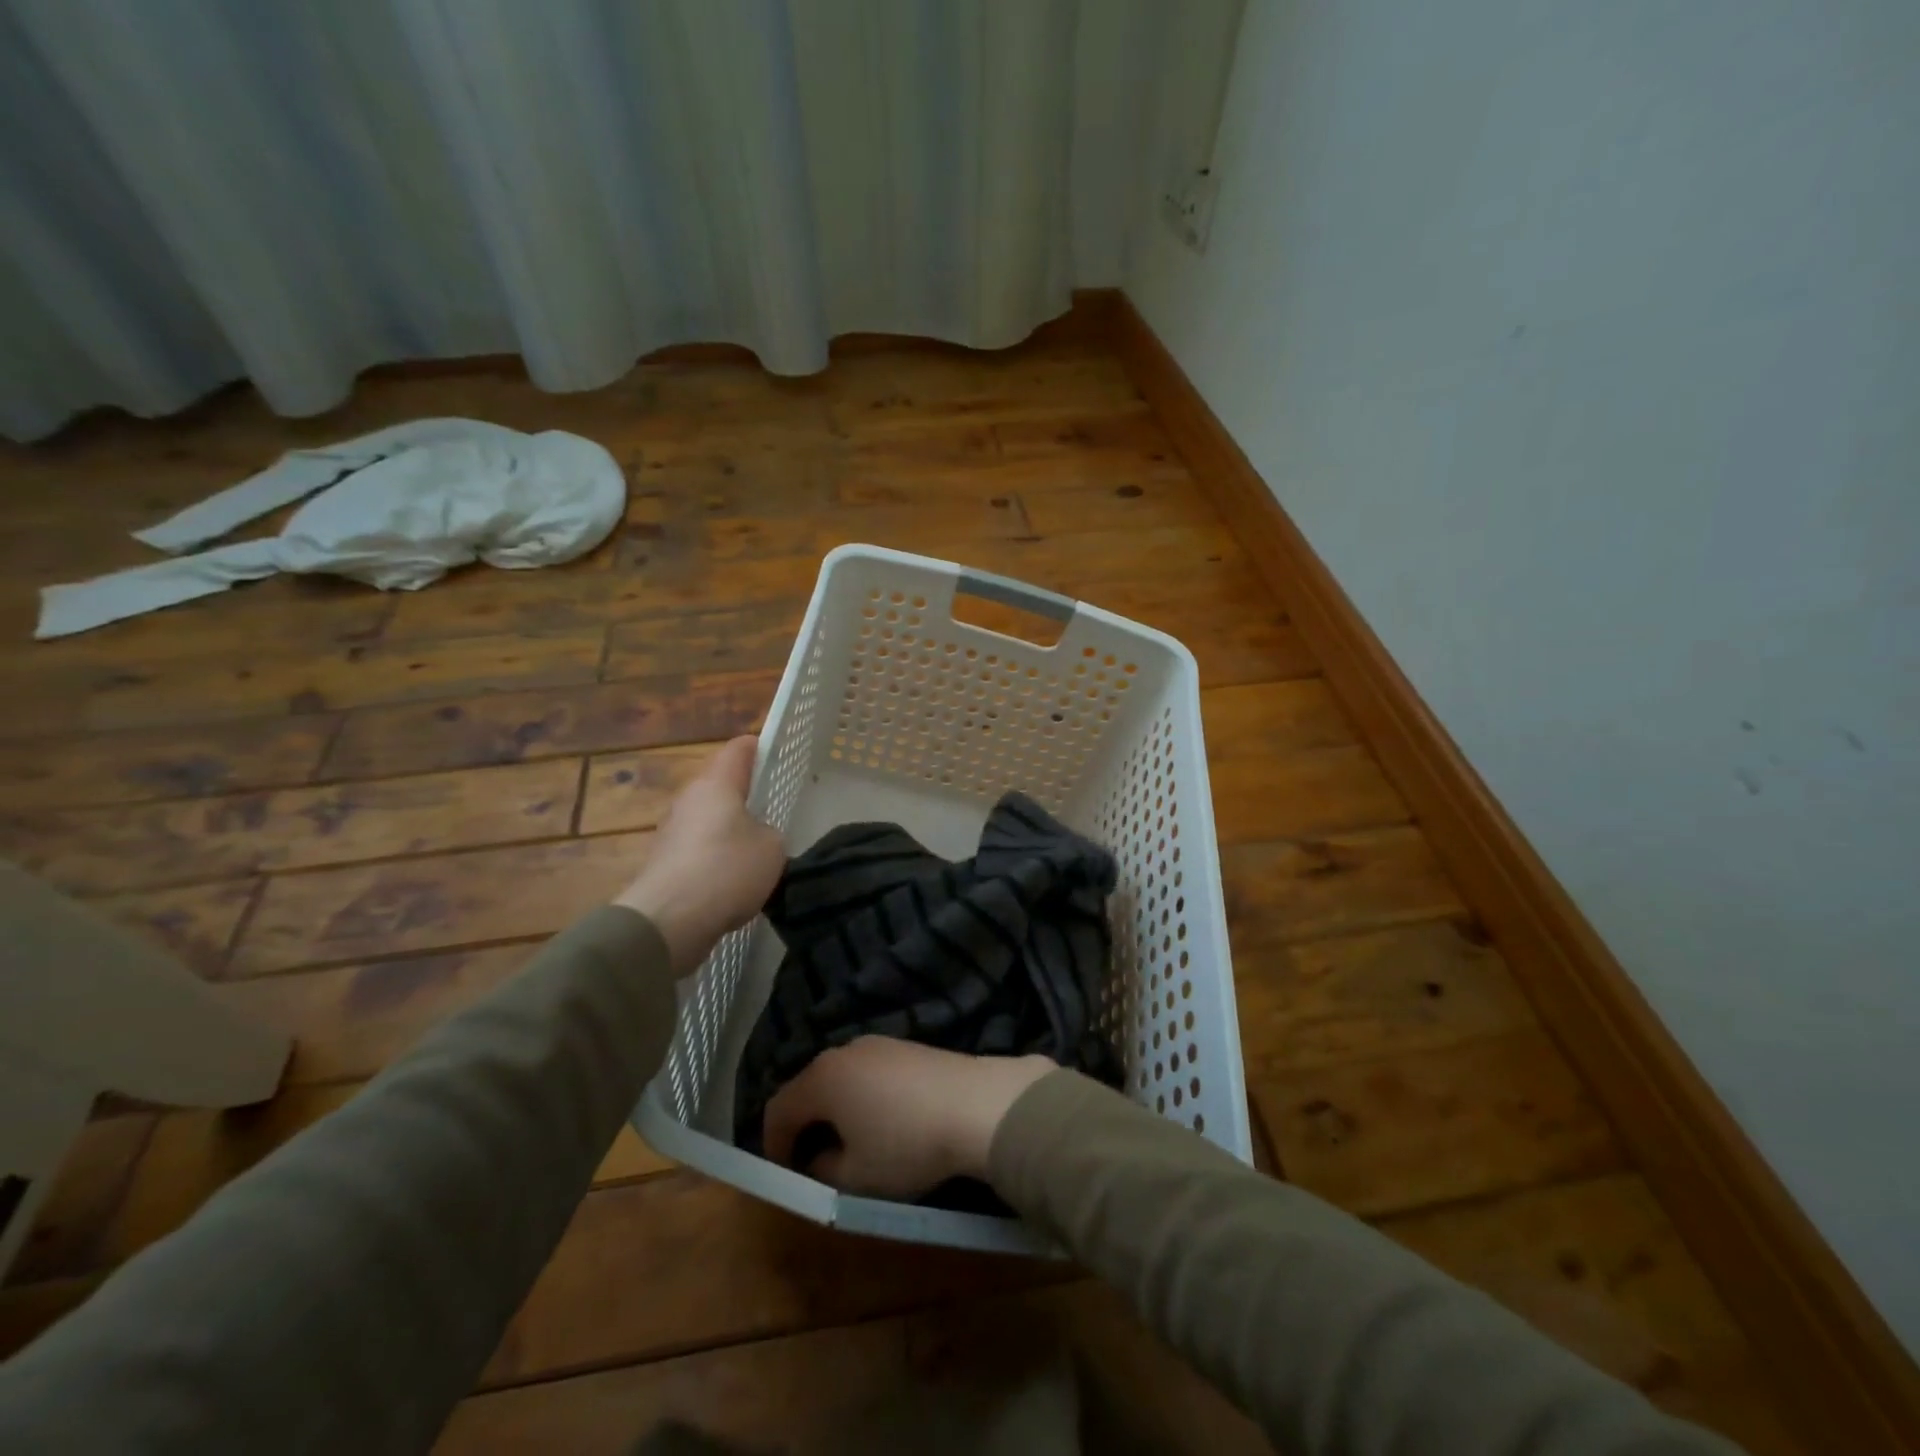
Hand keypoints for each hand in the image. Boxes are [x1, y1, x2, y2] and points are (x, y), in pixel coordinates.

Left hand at [615, 736, 784, 974]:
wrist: (668, 920)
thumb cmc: (727, 870)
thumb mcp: (772, 848)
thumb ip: (770, 833)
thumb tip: (756, 837)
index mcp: (716, 784)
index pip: (738, 749)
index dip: (760, 748)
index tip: (779, 757)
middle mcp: (689, 799)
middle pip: (720, 785)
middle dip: (745, 795)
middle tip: (773, 810)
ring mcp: (672, 831)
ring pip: (708, 819)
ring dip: (729, 830)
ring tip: (757, 852)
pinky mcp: (664, 862)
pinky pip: (698, 850)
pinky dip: (715, 859)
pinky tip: (733, 883)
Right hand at [763, 1037, 1053, 1198]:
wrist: (976, 1104)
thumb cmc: (906, 1144)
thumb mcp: (855, 1176)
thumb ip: (822, 1170)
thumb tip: (818, 1158)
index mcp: (822, 1079)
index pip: (778, 1108)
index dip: (773, 1144)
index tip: (783, 1172)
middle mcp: (844, 1051)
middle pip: (809, 1086)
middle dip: (804, 1123)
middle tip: (811, 1160)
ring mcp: (878, 1044)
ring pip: (841, 1077)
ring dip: (835, 1108)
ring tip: (849, 1142)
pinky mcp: (907, 1046)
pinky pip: (869, 1071)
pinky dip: (863, 1095)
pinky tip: (884, 1120)